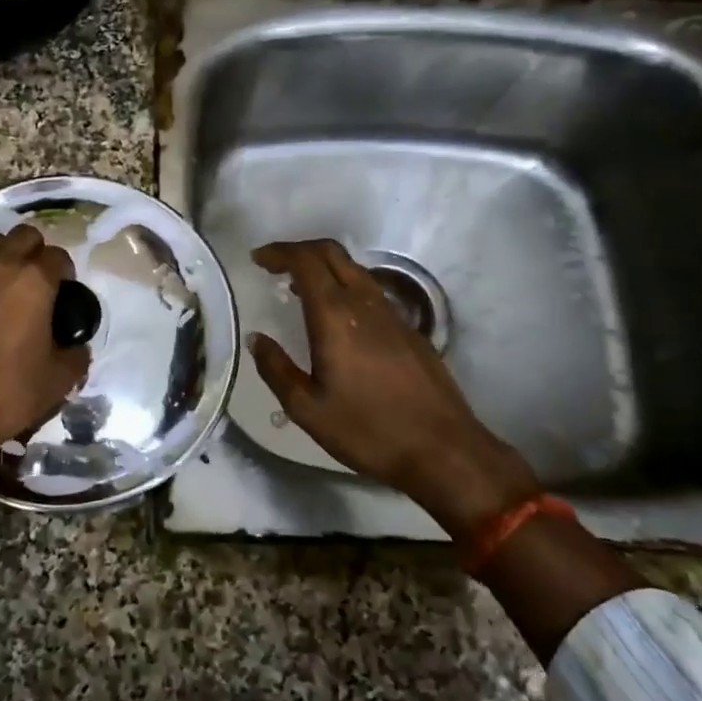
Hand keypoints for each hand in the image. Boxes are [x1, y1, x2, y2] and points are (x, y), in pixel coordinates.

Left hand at [0, 224, 88, 460]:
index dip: (66, 273)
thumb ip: (76, 356)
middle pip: (23, 236)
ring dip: (7, 257)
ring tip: (13, 289)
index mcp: (33, 281)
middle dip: (37, 252)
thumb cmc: (8, 392)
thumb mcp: (58, 380)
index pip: (58, 256)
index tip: (67, 295)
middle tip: (42, 284)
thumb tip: (76, 348)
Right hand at [250, 239, 539, 539]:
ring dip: (323, 269)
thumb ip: (276, 369)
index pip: (306, 261)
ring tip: (297, 290)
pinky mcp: (409, 330)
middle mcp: (365, 303)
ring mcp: (392, 314)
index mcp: (335, 316)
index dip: (279, 252)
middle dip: (299, 250)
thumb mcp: (307, 408)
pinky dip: (343, 288)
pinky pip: (370, 291)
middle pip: (332, 253)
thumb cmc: (368, 430)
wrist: (444, 450)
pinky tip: (336, 318)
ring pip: (354, 270)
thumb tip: (258, 339)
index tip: (257, 259)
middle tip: (274, 265)